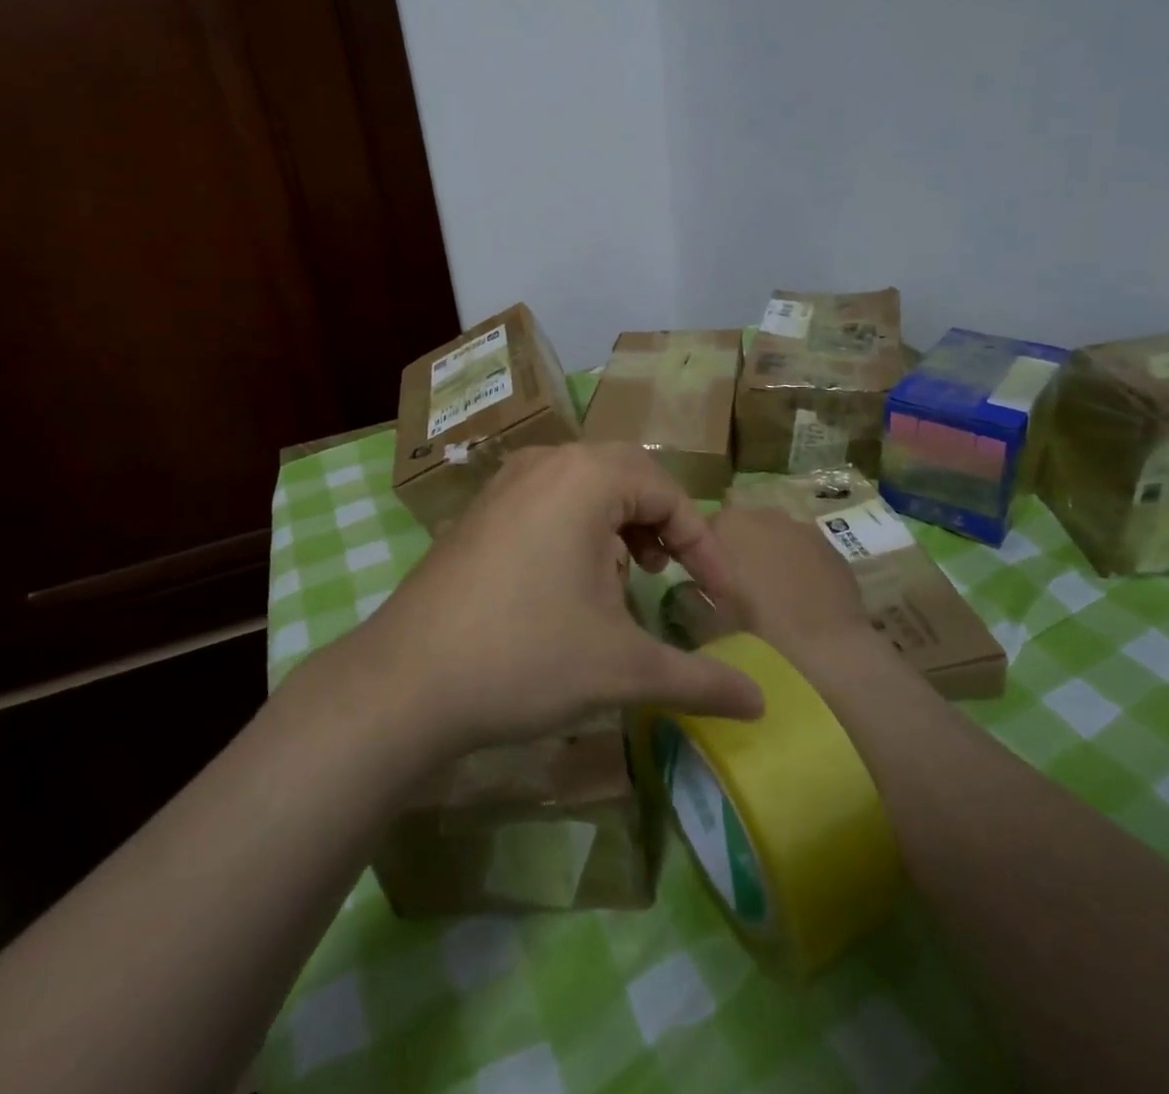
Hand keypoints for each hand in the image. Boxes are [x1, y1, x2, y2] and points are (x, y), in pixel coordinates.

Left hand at [344, 443, 765, 756]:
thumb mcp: (622, 669)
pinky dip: (577, 529)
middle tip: (668, 575)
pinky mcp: (479, 511)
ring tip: (621, 580)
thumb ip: (700, 680)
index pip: (669, 494)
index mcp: (586, 476)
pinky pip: (547, 499)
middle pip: (627, 477)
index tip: (721, 600)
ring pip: (585, 486)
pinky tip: (568, 584)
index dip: (704, 548)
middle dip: (660, 526)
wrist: (405, 683)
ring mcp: (504, 483)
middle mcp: (545, 462)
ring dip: (618, 525)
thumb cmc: (526, 659)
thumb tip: (763, 706)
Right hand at [706, 507, 872, 662]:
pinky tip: (802, 597)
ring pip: (775, 537)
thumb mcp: (709, 612)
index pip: (704, 529)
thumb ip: (695, 586)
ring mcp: (800, 527)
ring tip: (773, 595)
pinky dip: (799, 565)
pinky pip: (804, 550)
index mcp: (725, 524)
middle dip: (739, 551)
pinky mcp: (830, 545)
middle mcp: (762, 514)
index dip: (704, 556)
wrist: (825, 648)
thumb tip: (693, 579)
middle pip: (742, 529)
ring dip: (770, 556)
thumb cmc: (756, 630)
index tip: (706, 582)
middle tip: (739, 590)